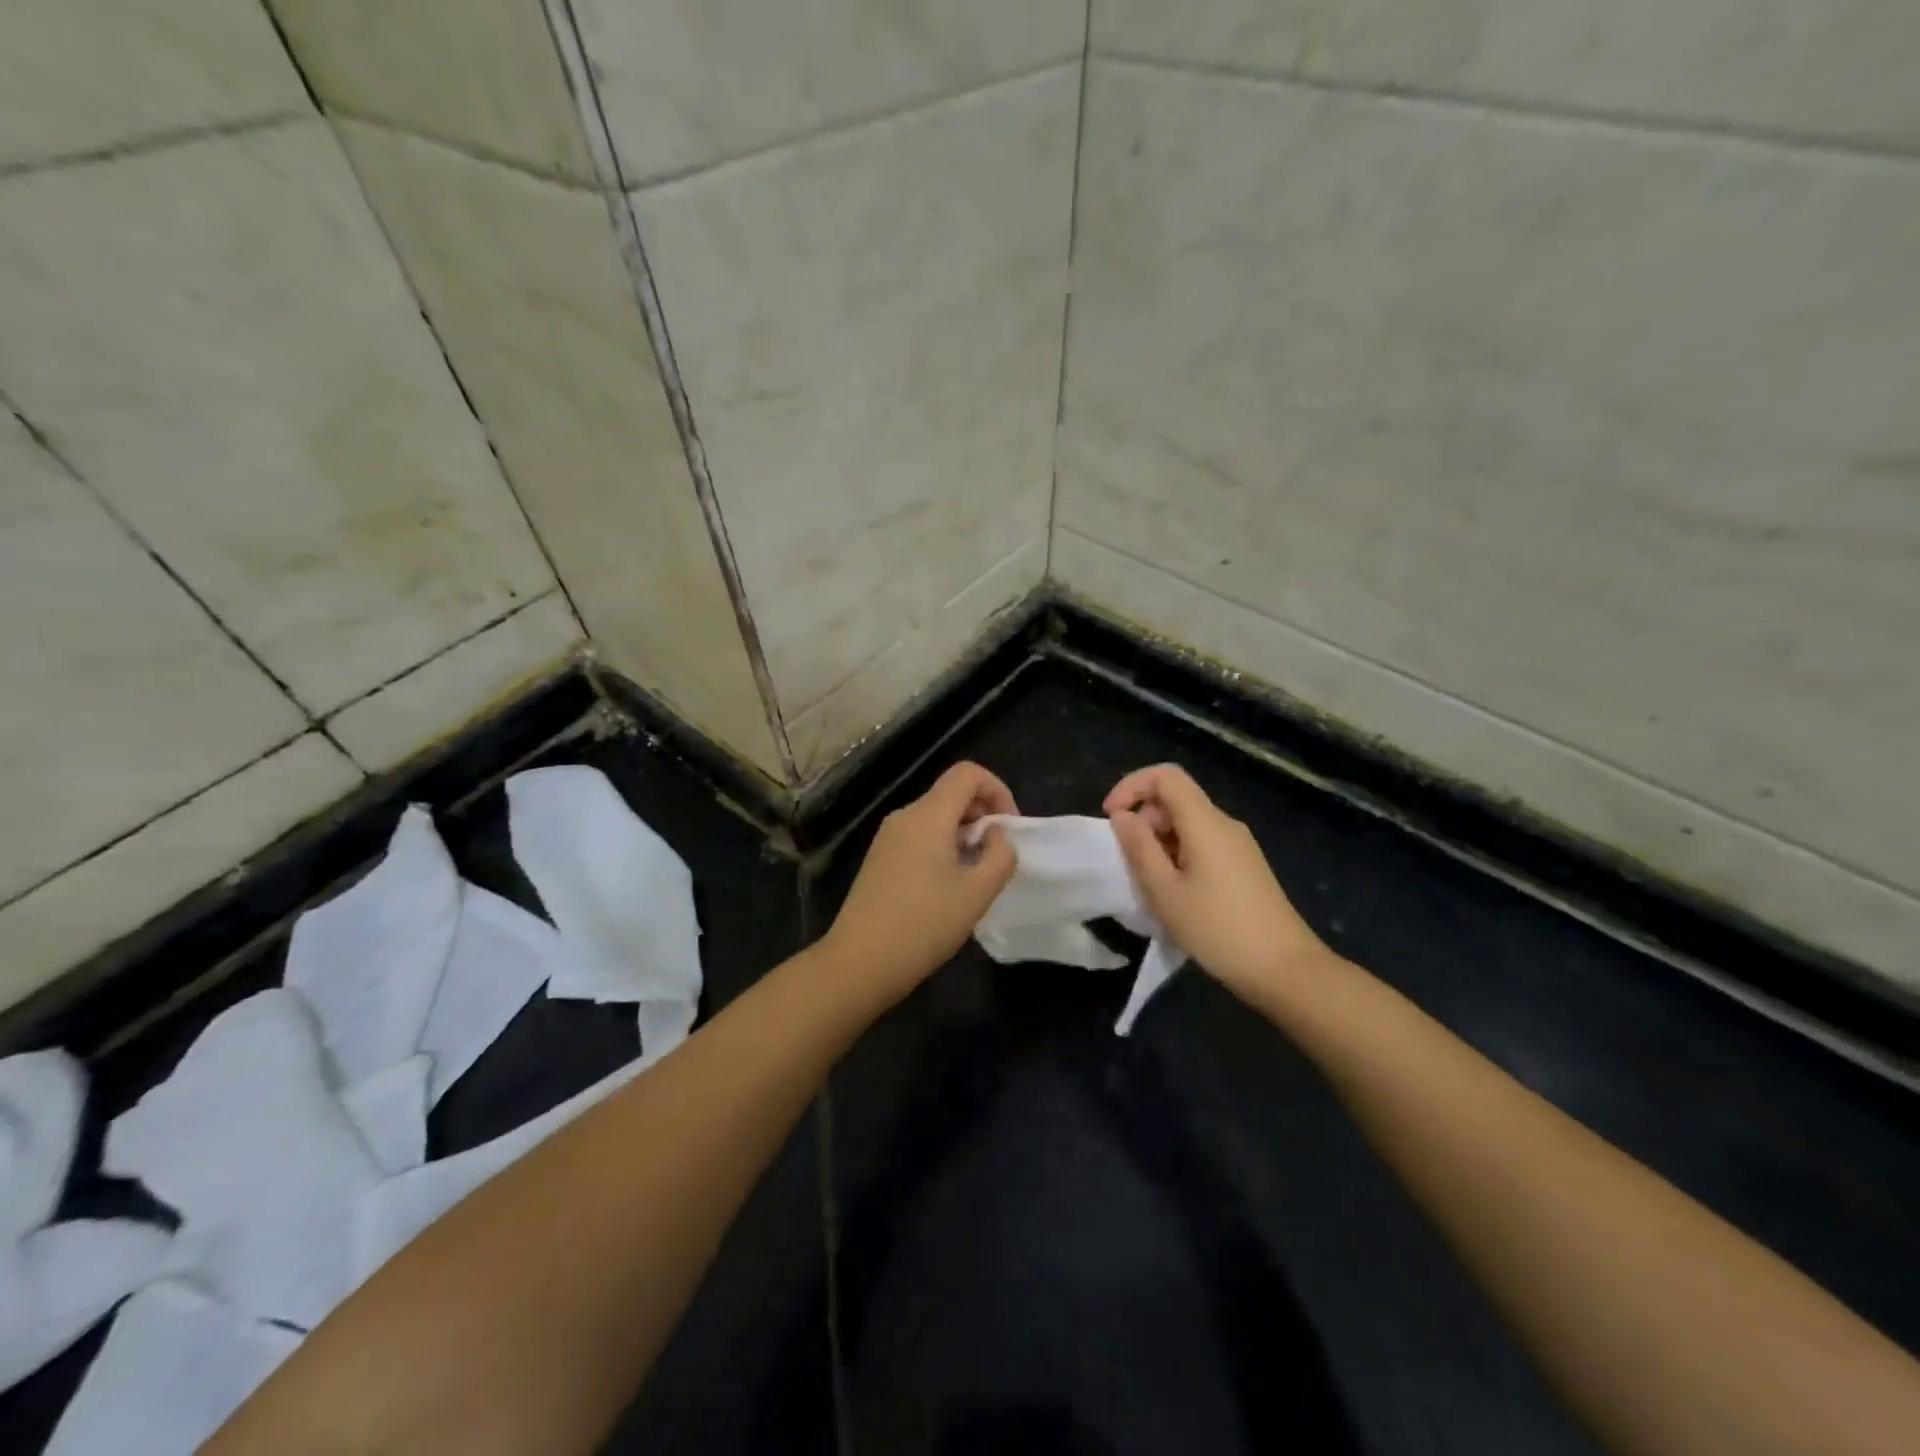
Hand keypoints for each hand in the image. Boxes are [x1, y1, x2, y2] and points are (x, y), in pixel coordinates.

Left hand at [822, 762, 1018, 999]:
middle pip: (951, 794)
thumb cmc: (924, 924)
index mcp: (928, 815)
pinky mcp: (879, 860)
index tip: (1009, 829)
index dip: (997, 790)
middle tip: (996, 858)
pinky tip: (947, 889)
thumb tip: (995, 836)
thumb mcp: (978, 892)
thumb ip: (1000, 855)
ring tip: (975, 878)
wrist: (860, 962)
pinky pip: (919, 838)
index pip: (967, 773)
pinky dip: (943, 849)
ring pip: (936, 818)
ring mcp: (887, 838)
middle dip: (983, 816)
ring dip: (964, 836)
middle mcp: (904, 817)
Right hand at [1105, 764, 1330, 1002]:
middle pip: (1177, 798)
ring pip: (1188, 822)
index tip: (1111, 818)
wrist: (1285, 970)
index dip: (1132, 786)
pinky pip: (1203, 842)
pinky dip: (1178, 853)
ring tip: (1148, 881)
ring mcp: (1239, 845)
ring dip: (1159, 839)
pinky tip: (1174, 891)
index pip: (1166, 776)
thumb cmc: (1218, 930)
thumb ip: (1139, 848)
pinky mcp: (1244, 865)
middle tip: (1129, 859)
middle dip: (1144, 818)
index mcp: (1206, 822)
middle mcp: (1224, 824)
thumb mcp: (1165, 892)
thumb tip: (1123, 816)